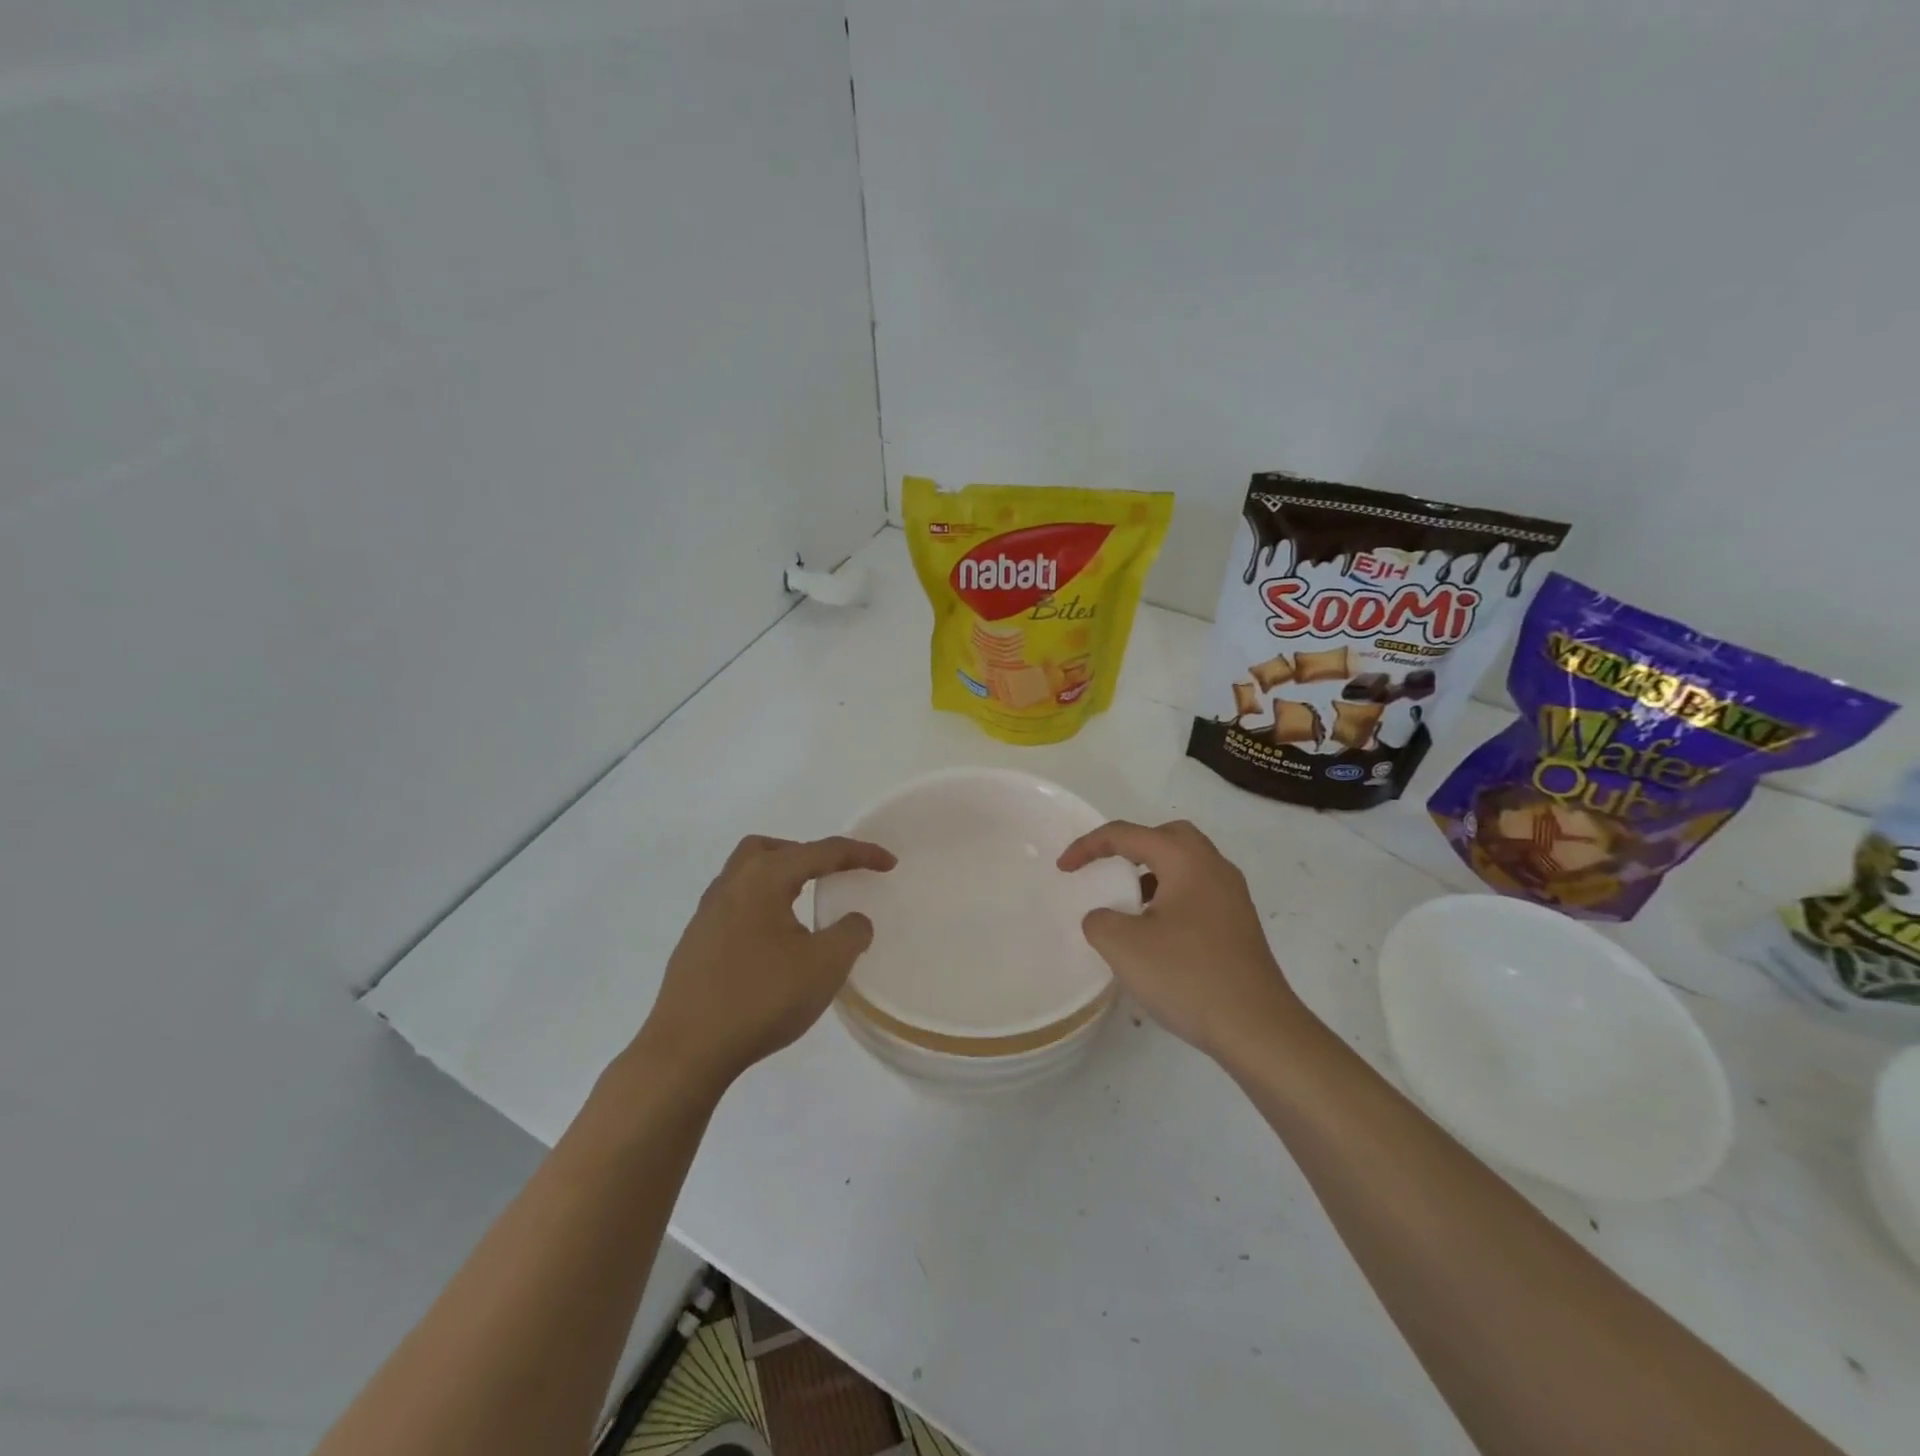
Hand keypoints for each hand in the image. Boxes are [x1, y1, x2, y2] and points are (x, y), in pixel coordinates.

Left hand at [639, 834, 895, 1087]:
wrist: (686, 1051)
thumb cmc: (761, 998)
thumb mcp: (825, 965)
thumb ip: (851, 933)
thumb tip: (853, 921)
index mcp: (763, 878)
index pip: (821, 852)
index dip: (860, 854)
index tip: (890, 863)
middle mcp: (730, 885)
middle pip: (772, 849)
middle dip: (808, 854)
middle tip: (833, 876)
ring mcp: (706, 914)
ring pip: (746, 874)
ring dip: (780, 878)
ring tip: (803, 905)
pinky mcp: (695, 943)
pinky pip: (734, 905)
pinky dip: (761, 906)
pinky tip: (772, 942)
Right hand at [1057, 819, 1305, 1061]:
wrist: (1258, 1029)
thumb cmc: (1188, 977)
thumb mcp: (1123, 946)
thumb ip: (1099, 920)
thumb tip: (1106, 917)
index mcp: (1186, 860)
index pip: (1128, 834)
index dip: (1088, 846)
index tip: (1063, 868)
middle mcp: (1214, 867)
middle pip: (1167, 836)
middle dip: (1130, 846)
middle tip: (1106, 868)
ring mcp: (1233, 897)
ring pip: (1186, 865)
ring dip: (1152, 873)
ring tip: (1127, 904)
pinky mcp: (1239, 925)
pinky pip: (1198, 892)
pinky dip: (1170, 896)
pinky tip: (1156, 933)